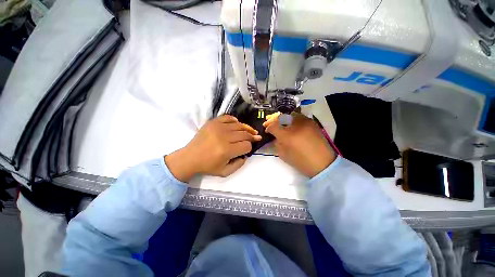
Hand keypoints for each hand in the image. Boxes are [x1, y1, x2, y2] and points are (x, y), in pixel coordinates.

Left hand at [165, 115, 260, 181]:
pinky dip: (234, 120)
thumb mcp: (225, 172)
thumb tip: (246, 154)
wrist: (190, 157)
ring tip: (251, 131)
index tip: (248, 149)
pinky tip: (237, 124)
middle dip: (252, 137)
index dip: (249, 148)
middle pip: (244, 134)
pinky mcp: (212, 123)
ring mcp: (218, 128)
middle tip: (256, 137)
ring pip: (239, 125)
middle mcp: (223, 137)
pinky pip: (228, 117)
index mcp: (226, 150)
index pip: (246, 145)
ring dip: (247, 128)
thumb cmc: (207, 166)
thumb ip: (239, 164)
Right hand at [263, 113, 335, 177]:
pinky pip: (298, 116)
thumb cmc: (301, 162)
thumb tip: (274, 137)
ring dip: (281, 118)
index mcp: (287, 136)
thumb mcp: (283, 155)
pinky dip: (291, 118)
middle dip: (273, 120)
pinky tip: (289, 123)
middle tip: (269, 123)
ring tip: (279, 123)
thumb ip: (276, 143)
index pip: (273, 126)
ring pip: (289, 114)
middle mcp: (295, 125)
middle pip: (280, 117)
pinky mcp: (311, 122)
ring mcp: (305, 122)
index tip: (267, 130)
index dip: (268, 128)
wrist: (323, 163)